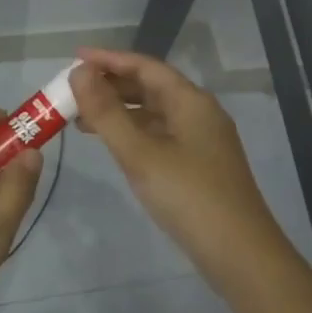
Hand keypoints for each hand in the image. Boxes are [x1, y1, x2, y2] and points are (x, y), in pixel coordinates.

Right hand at [70, 48, 299, 296]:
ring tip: (80, 120)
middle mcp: (199, 113)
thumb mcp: (140, 153)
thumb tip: (79, 72)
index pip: (145, 66)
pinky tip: (112, 145)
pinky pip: (159, 135)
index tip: (73, 58)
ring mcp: (201, 140)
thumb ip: (107, 112)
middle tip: (72, 92)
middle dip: (110, 86)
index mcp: (190, 101)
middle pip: (150, 87)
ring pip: (153, 113)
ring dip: (119, 112)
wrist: (240, 254)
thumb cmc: (188, 196)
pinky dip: (132, 133)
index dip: (108, 59)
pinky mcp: (199, 165)